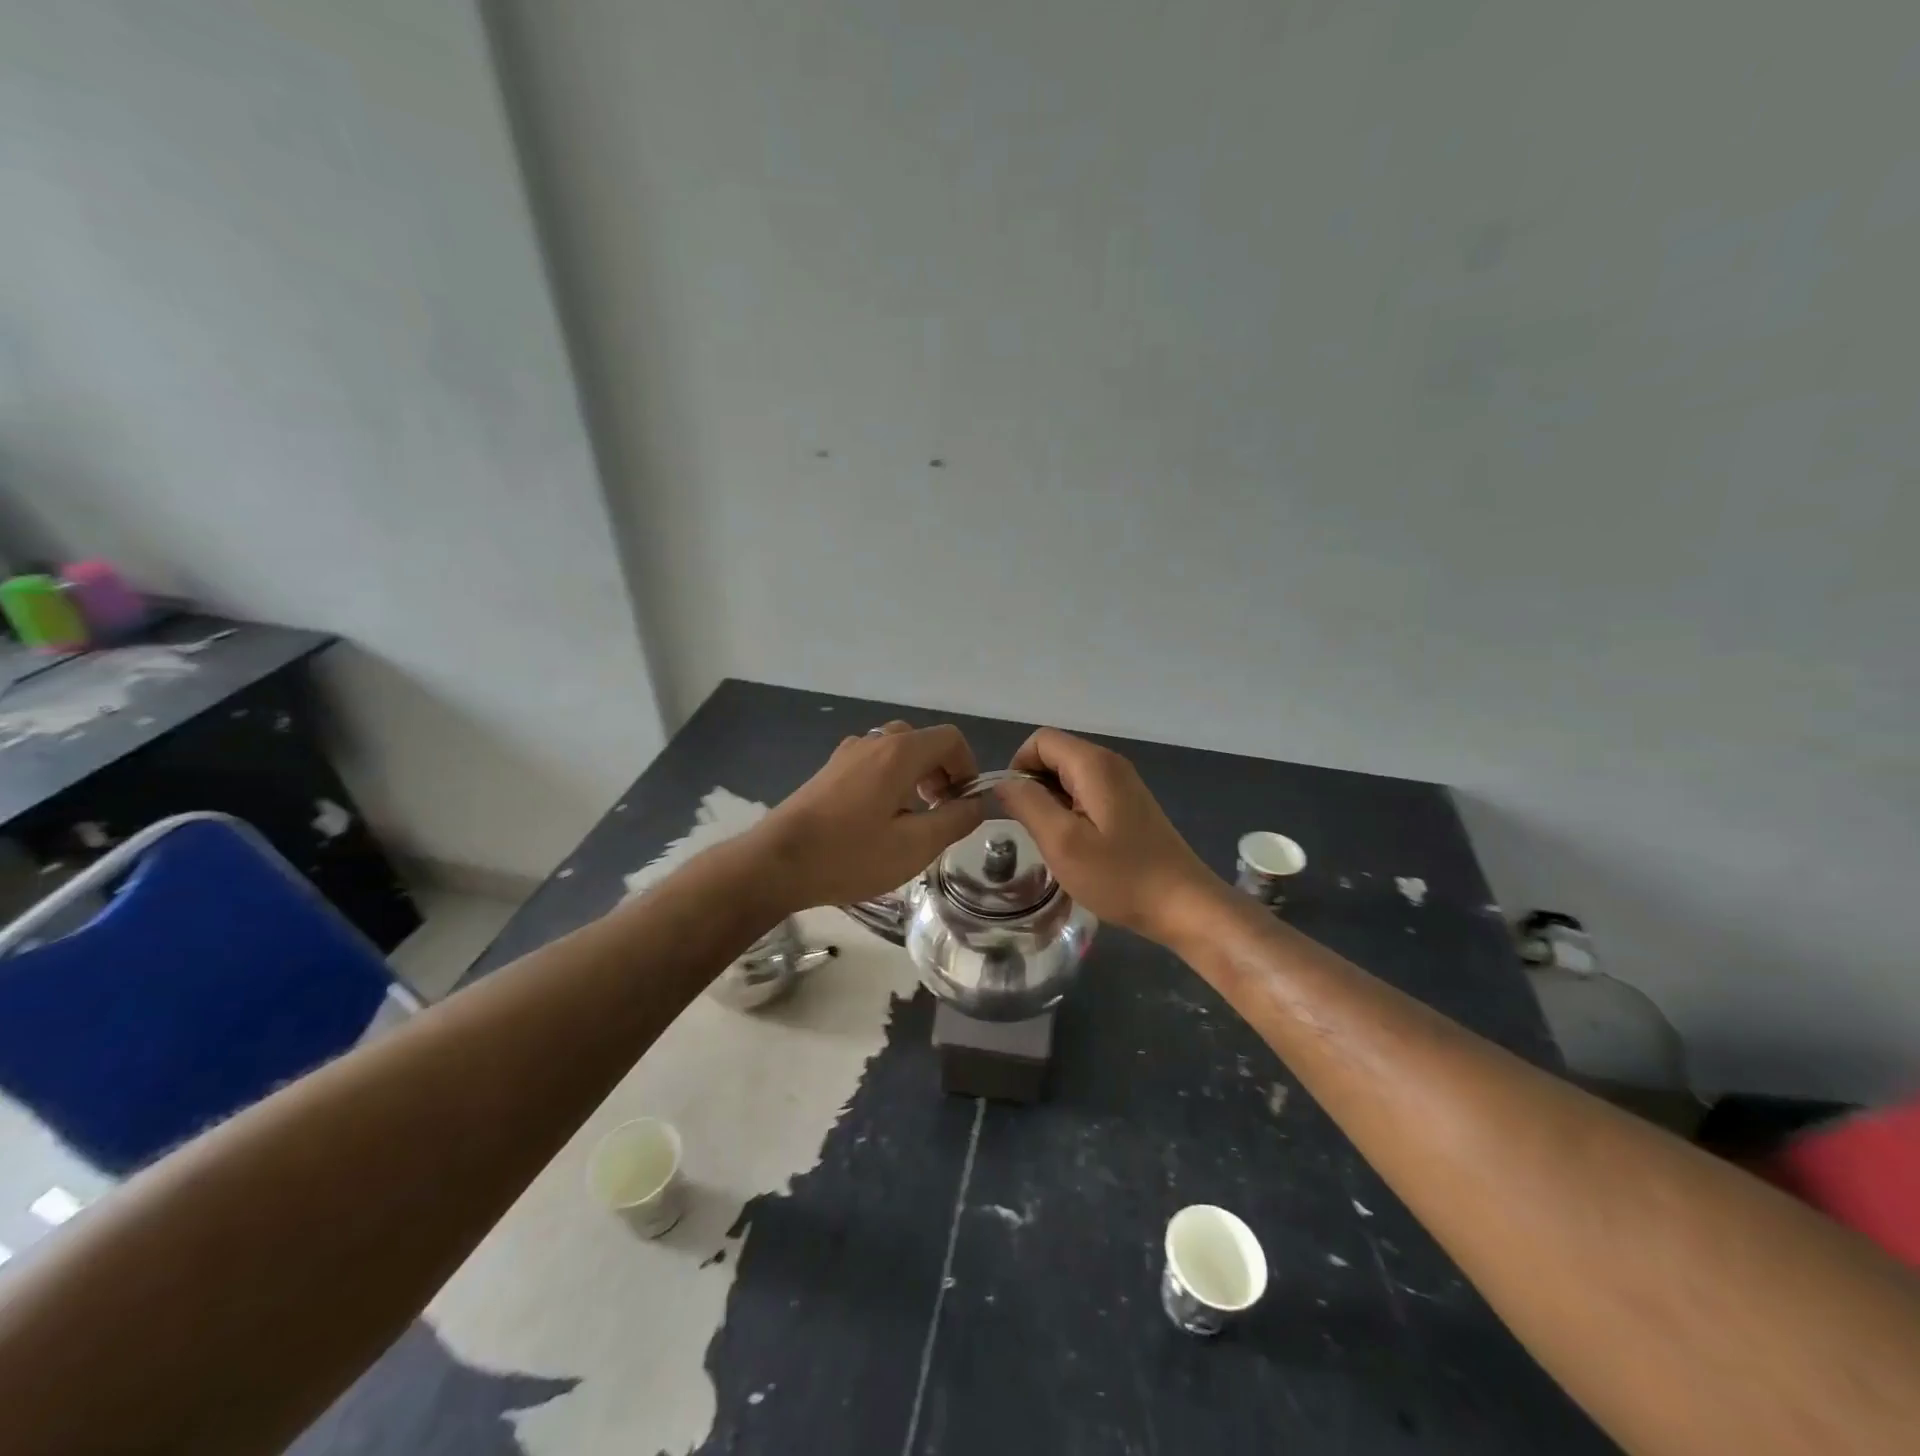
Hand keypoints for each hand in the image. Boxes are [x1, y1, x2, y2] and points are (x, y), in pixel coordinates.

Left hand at [755, 722, 987, 913]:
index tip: (963, 803)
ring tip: (911, 816)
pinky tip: (878, 818)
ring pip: (895, 751)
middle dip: (941, 771)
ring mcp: (846, 754)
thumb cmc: (850, 855)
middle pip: (922, 742)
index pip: (950, 739)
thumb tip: (977, 803)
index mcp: (899, 752)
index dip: (967, 767)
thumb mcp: (916, 846)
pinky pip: (872, 763)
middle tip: (940, 810)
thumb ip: (956, 820)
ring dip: (915, 776)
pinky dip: (889, 779)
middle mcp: (873, 742)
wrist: (776, 863)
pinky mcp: (828, 771)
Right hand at [994, 728, 1221, 945]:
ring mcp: (1123, 784)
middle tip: (1035, 831)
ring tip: (1055, 843)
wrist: (1183, 905)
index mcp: (1093, 764)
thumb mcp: (1062, 842)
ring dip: (1051, 804)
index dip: (1018, 768)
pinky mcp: (1130, 804)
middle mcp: (1109, 763)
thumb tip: (1003, 784)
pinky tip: (1078, 847)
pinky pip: (1087, 794)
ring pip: (1069, 777)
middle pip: (1054, 756)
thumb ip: (1028, 805)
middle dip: (1034, 787)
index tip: (1016, 810)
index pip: (1039, 741)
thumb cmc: (1120, 875)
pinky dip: (1071, 812)